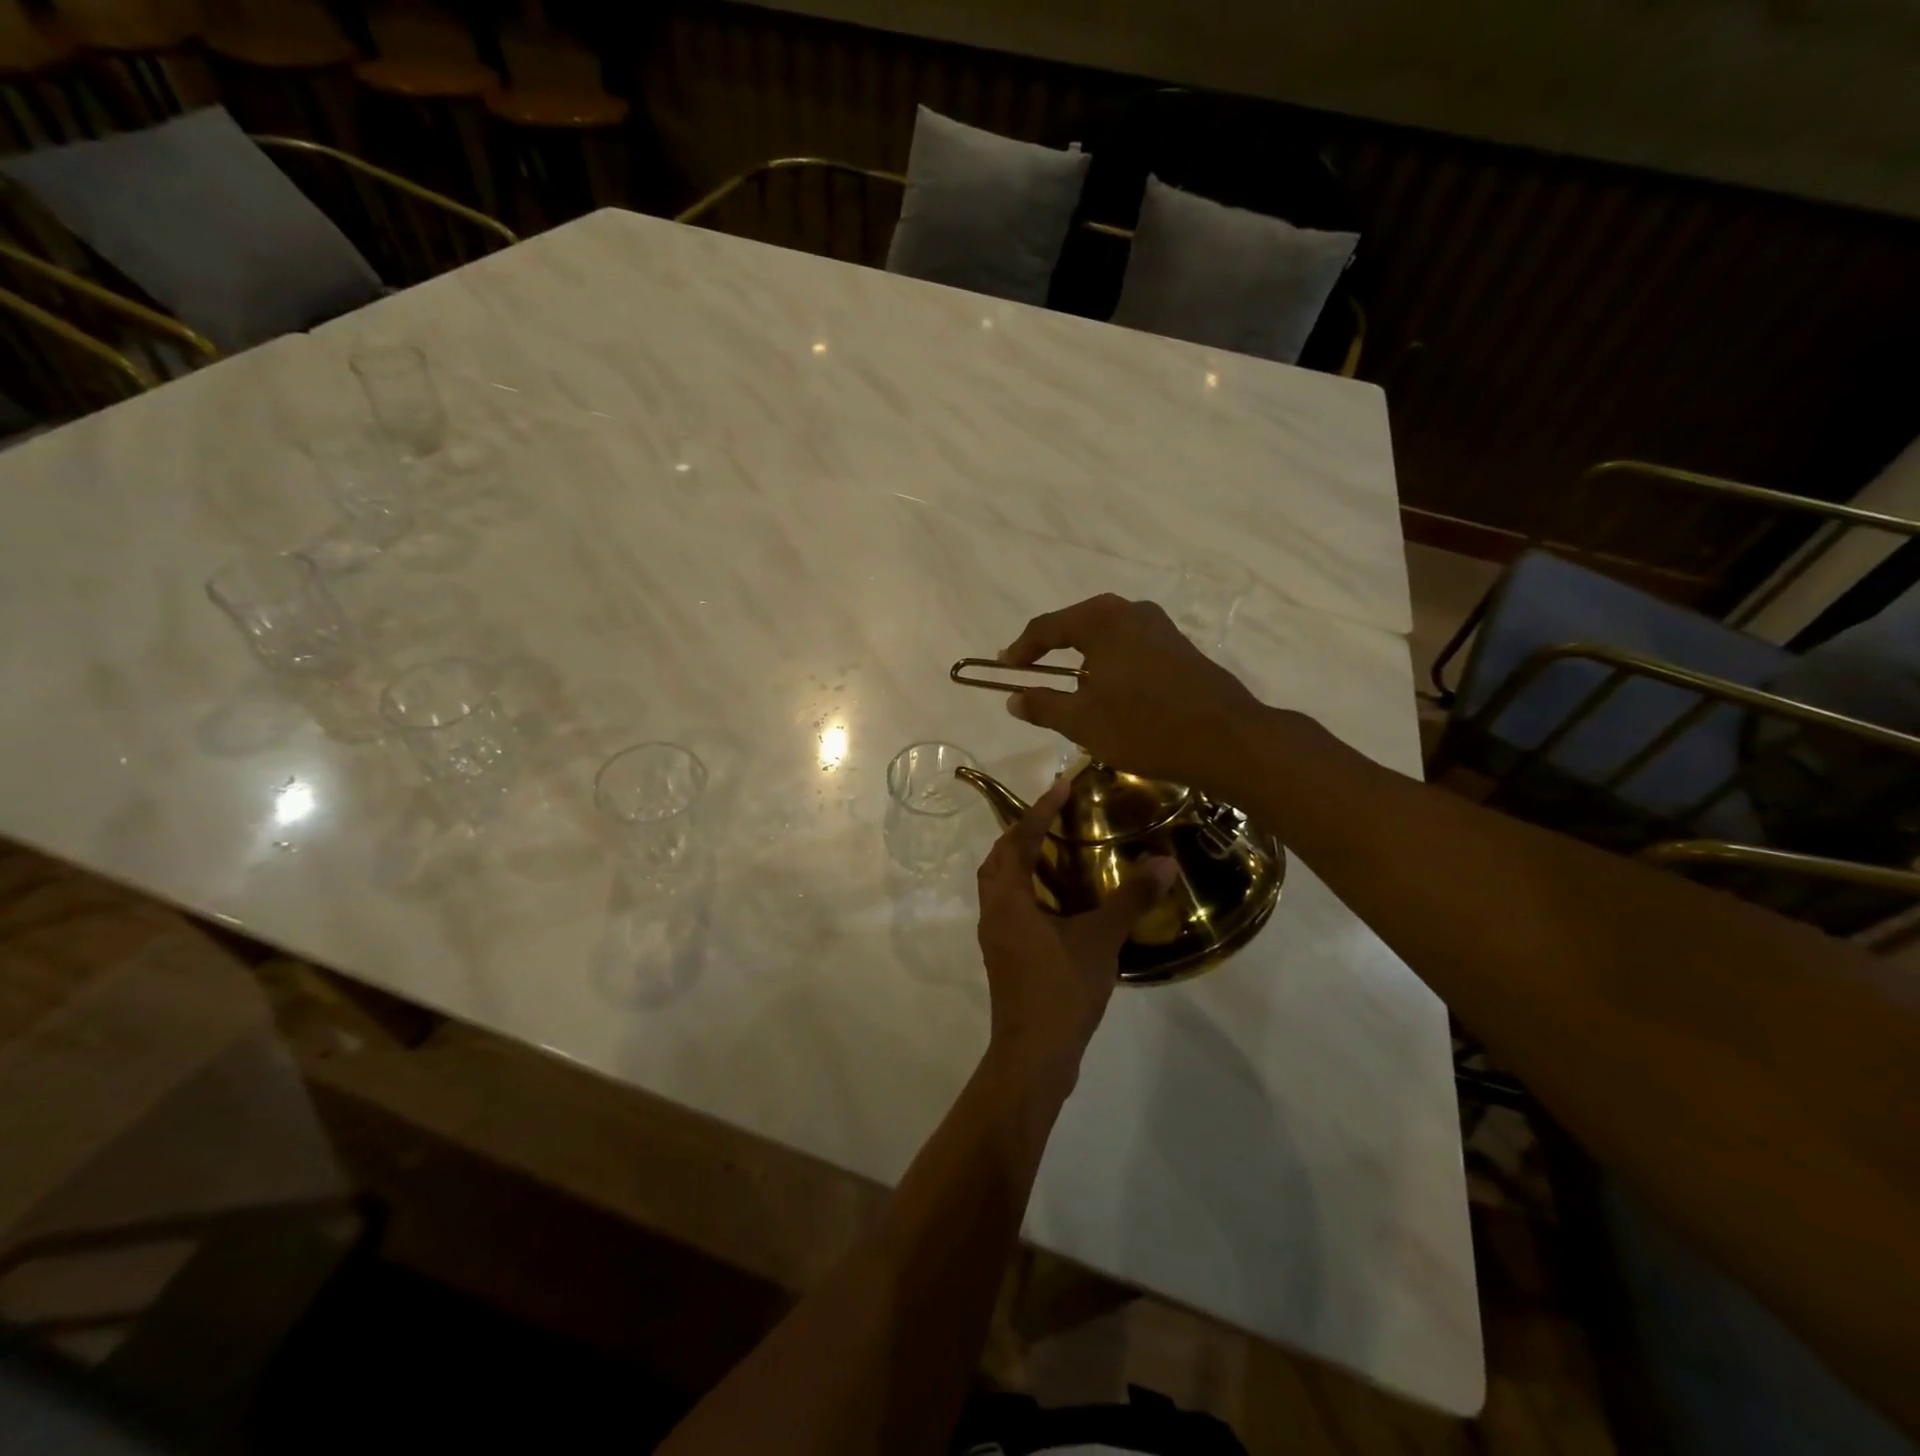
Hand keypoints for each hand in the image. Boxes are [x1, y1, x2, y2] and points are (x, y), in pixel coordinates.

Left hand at [975, 777, 1176, 1089]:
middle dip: (1023, 832)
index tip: (1062, 786)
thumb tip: (1165, 862)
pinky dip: (1027, 889)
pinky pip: (1010, 906)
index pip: (1019, 840)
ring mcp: (995, 936)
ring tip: (1056, 850)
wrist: (1034, 1056)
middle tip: (1055, 816)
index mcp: (1008, 899)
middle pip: (999, 858)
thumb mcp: (1100, 940)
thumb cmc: (1061, 991)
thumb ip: (1131, 899)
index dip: (1039, 811)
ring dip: (1021, 861)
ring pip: (1000, 884)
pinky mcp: (1004, 956)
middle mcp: (993, 911)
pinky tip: (1058, 900)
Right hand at [1000, 594, 1263, 788]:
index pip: (1046, 627)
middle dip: (1051, 648)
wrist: (1225, 739)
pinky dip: (1109, 662)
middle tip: (1031, 671)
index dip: (1021, 650)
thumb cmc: (1144, 727)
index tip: (1005, 669)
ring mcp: (1159, 626)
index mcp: (1100, 620)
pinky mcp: (1179, 646)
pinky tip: (1109, 689)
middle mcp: (1130, 611)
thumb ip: (1043, 706)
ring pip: (1106, 635)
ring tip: (1067, 683)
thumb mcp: (1082, 722)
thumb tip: (1013, 699)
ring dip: (1082, 656)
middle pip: (1077, 624)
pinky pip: (1130, 646)